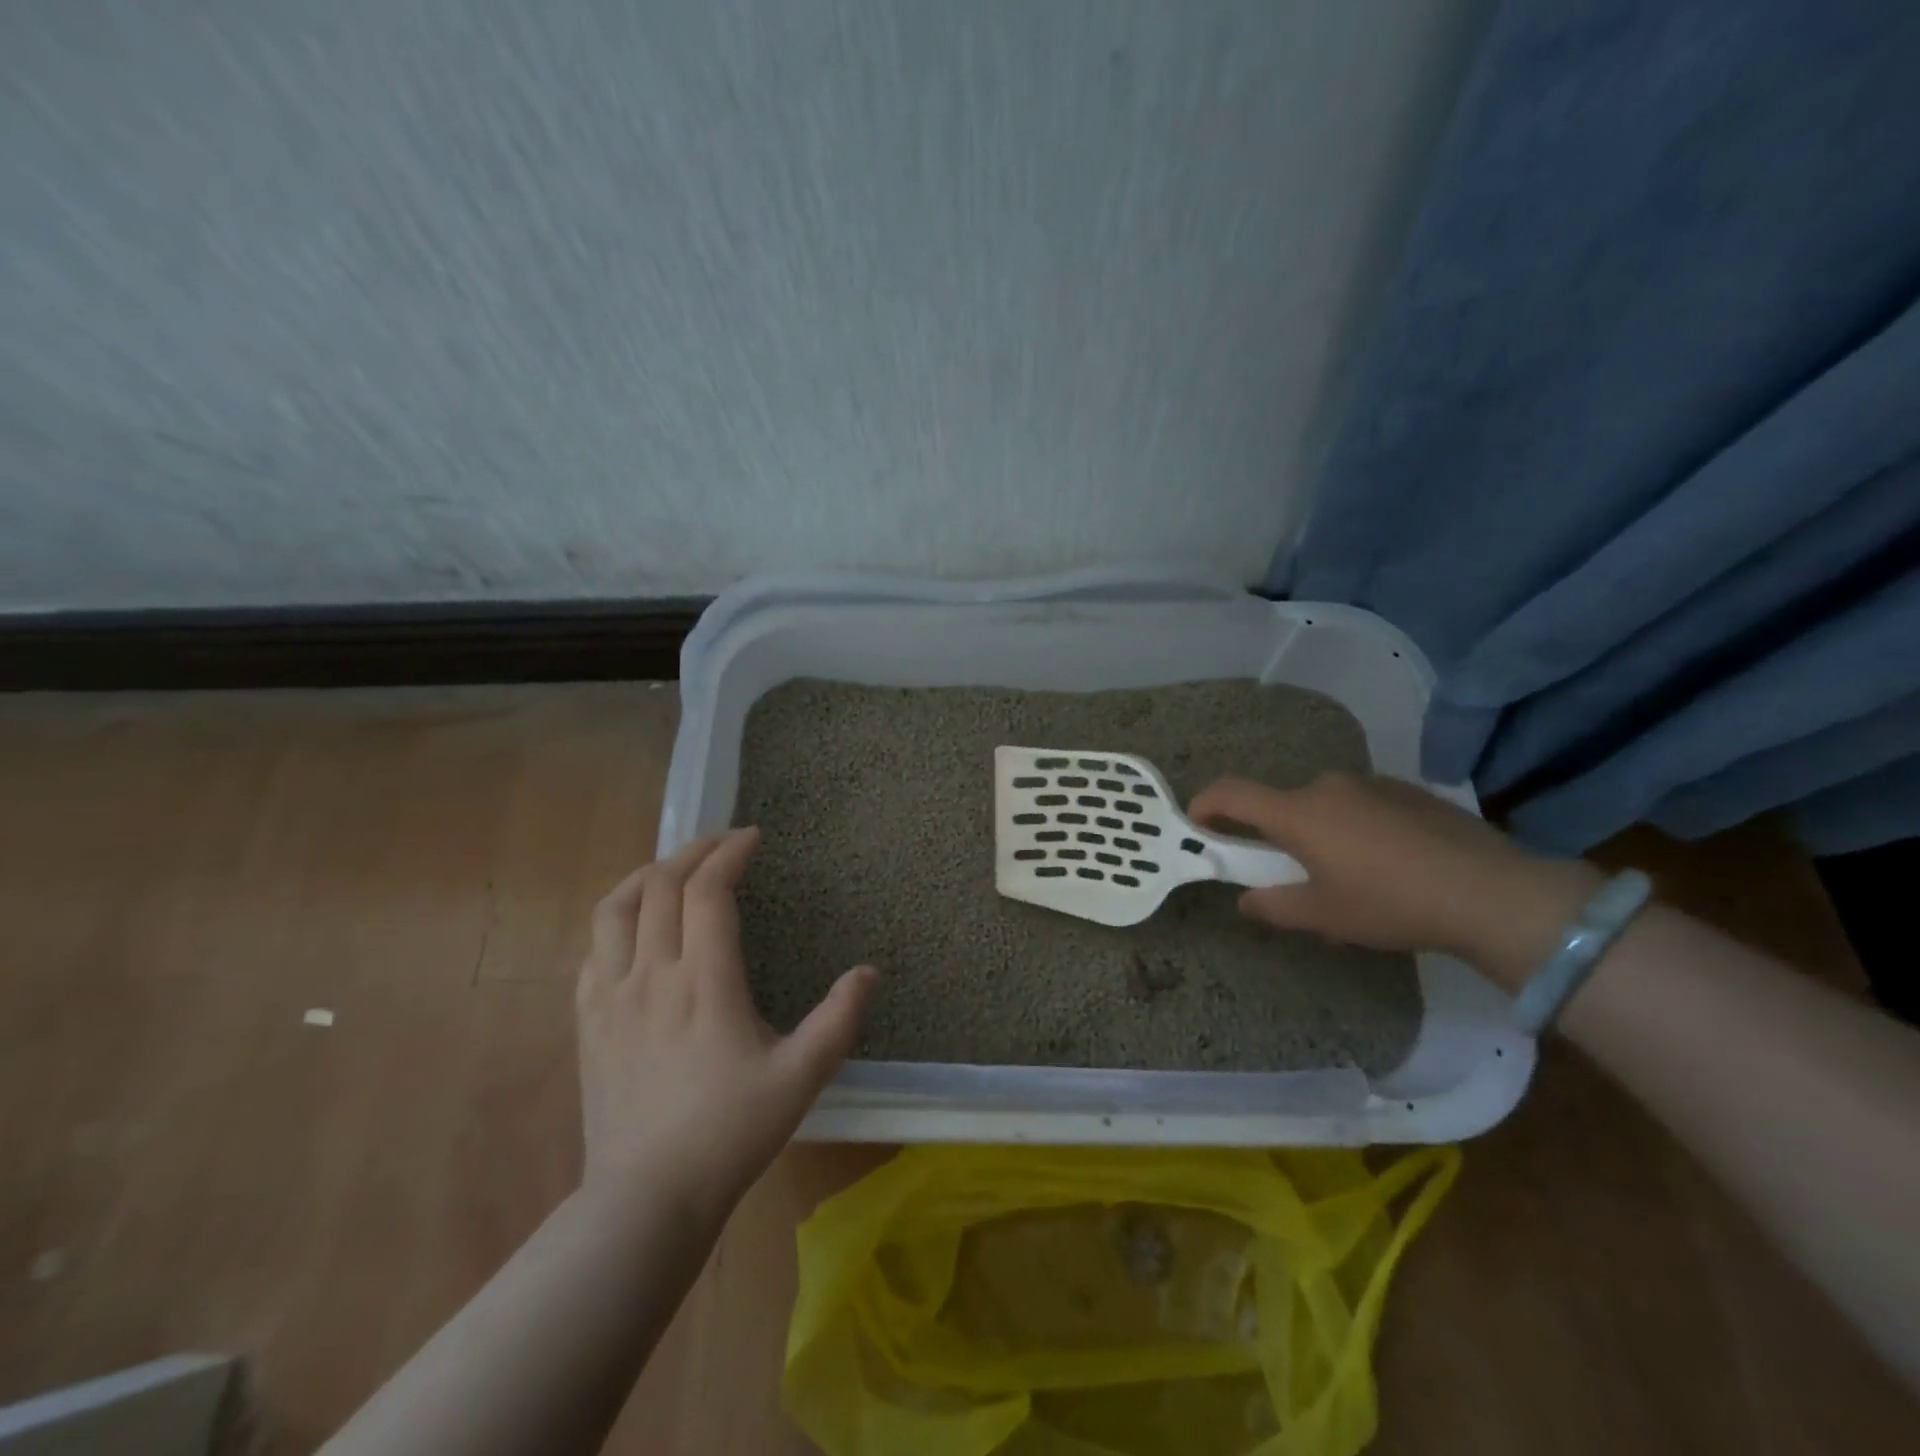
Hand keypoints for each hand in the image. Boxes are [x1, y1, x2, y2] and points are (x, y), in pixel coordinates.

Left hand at [575, 827, 875, 1219]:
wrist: (647, 1200)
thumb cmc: (730, 1132)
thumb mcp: (802, 1077)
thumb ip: (840, 1019)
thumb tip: (870, 972)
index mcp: (705, 981)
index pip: (708, 891)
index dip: (729, 853)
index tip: (752, 838)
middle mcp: (653, 974)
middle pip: (660, 885)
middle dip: (693, 851)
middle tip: (722, 844)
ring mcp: (612, 997)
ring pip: (614, 909)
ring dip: (645, 875)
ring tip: (672, 869)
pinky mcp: (588, 1022)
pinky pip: (592, 950)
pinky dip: (615, 920)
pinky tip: (633, 929)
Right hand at [1188, 772, 1597, 982]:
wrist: (1495, 893)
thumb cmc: (1391, 904)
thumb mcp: (1324, 916)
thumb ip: (1274, 906)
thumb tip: (1246, 901)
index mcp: (1298, 812)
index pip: (1232, 792)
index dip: (1205, 804)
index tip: (1197, 824)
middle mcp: (1328, 786)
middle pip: (1283, 803)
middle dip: (1276, 833)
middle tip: (1292, 873)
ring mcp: (1373, 783)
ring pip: (1325, 804)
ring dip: (1320, 830)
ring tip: (1351, 874)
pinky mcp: (1410, 791)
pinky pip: (1363, 804)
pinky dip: (1358, 827)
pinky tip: (1391, 863)